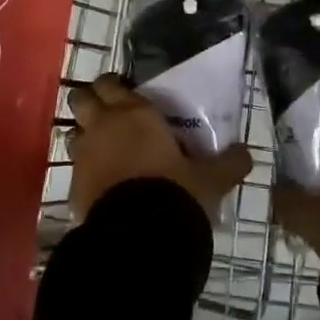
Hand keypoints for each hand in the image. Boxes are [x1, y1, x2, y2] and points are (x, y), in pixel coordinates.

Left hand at [66, 74, 252, 223]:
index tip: (126, 93)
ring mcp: (83, 155)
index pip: (111, 83)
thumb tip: (246, 154)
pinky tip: (103, 182)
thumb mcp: (211, 179)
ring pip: (73, 131)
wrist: (139, 236)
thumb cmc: (176, 192)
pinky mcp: (73, 185)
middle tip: (110, 114)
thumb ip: (229, 163)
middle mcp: (103, 126)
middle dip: (91, 101)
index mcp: (134, 113)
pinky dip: (85, 169)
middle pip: (81, 98)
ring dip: (84, 135)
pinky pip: (74, 167)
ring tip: (105, 148)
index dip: (114, 85)